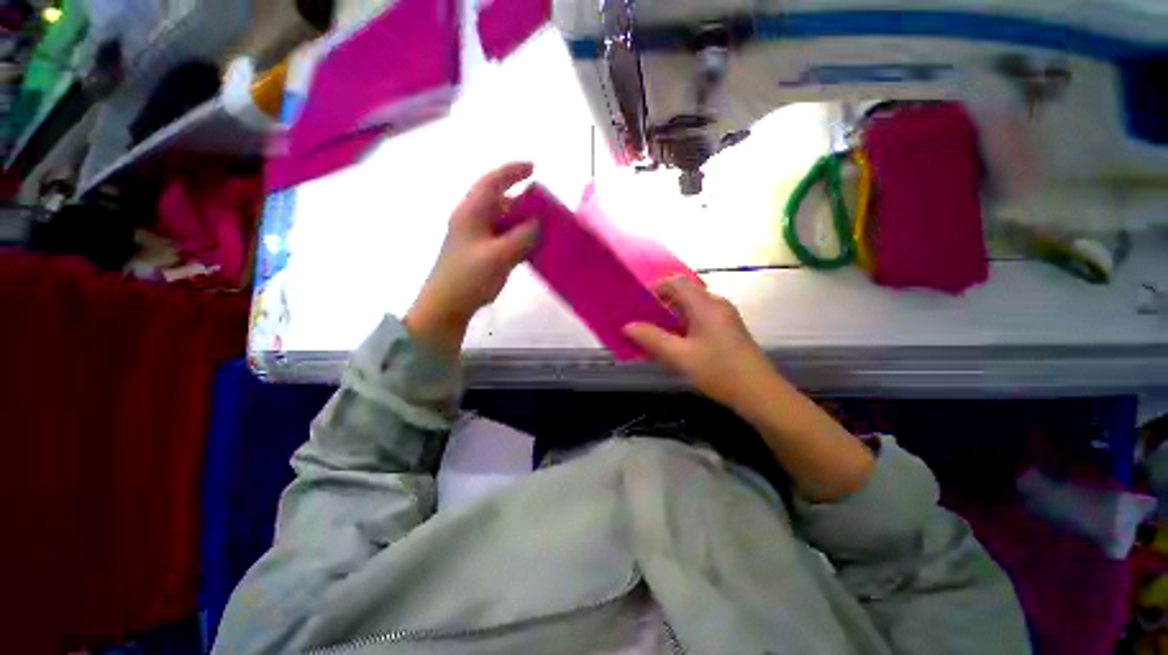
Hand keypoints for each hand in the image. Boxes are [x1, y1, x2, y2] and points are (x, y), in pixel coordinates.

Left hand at [405, 163, 537, 355]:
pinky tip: (531, 246)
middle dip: (522, 199)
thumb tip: (538, 223)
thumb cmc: (469, 277)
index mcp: (472, 213)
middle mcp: (472, 220)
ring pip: (503, 220)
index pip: (492, 182)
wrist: (447, 304)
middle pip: (499, 201)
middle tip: (545, 205)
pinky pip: (503, 237)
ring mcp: (476, 237)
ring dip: (522, 220)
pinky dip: (518, 237)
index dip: (512, 171)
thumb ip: (523, 237)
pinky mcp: (481, 253)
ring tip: (543, 226)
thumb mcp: (499, 255)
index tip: (534, 168)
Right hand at [623, 277, 777, 410]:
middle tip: (640, 321)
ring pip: (690, 308)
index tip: (636, 305)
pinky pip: (699, 319)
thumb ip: (651, 339)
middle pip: (683, 294)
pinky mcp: (727, 330)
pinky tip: (674, 343)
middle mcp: (716, 304)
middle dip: (659, 305)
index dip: (653, 289)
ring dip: (670, 317)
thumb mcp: (679, 357)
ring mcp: (724, 317)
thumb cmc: (718, 371)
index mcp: (705, 304)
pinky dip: (682, 325)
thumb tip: (627, 326)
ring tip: (652, 333)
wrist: (759, 394)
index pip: (675, 283)